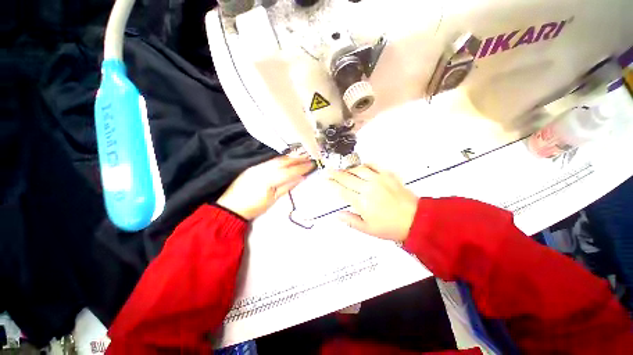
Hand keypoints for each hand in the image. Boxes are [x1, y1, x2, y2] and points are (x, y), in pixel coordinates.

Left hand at [217, 155, 314, 219]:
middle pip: (284, 161)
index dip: (302, 167)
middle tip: (309, 157)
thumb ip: (287, 187)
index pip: (290, 171)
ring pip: (277, 159)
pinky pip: (270, 160)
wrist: (231, 207)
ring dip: (290, 157)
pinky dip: (281, 159)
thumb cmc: (254, 207)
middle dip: (298, 159)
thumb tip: (301, 178)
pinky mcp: (254, 167)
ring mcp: (258, 166)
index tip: (312, 164)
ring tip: (301, 156)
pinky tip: (286, 159)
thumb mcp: (273, 199)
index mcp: (270, 179)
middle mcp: (264, 169)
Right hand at [329, 165, 417, 241]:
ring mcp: (378, 180)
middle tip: (328, 171)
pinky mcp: (388, 175)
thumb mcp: (367, 229)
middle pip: (347, 178)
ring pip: (358, 170)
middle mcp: (368, 188)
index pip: (342, 190)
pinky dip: (365, 165)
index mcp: (362, 202)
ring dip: (348, 169)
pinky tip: (361, 166)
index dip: (332, 184)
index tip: (326, 180)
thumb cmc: (391, 227)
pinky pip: (373, 165)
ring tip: (343, 170)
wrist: (415, 219)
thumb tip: (337, 215)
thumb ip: (350, 221)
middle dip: (335, 174)